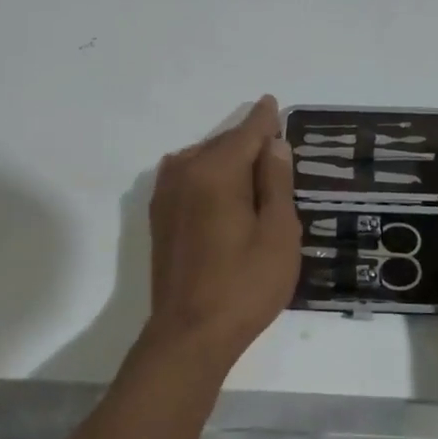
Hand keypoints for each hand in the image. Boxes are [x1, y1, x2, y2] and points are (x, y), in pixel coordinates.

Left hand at [144, 95, 300, 371]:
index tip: (273, 104)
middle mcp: (185, 172)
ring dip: (228, 159)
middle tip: (275, 148)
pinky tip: (223, 190)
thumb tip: (273, 144)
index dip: (264, 119)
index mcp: (216, 171)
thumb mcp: (278, 233)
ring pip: (204, 159)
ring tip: (254, 172)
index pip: (247, 132)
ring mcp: (166, 194)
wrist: (189, 334)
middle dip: (249, 142)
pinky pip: (188, 177)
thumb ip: (276, 182)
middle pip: (224, 144)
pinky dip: (209, 174)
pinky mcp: (159, 216)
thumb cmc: (245, 284)